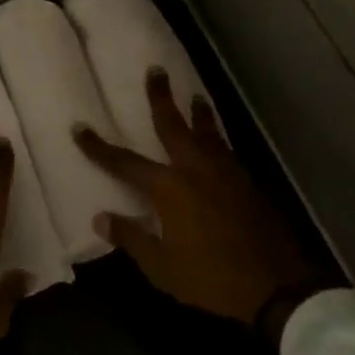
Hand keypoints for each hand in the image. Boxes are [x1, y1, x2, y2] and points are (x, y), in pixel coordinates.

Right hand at [74, 70, 331, 332]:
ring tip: (194, 95)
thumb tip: (101, 217)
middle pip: (174, 125)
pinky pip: (225, 149)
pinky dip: (217, 137)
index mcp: (169, 188)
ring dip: (198, 112)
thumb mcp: (161, 266)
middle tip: (156, 70)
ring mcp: (225, 172)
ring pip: (207, 132)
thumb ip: (131, 237)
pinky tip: (217, 141)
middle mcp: (195, 168)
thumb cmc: (210, 277)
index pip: (125, 162)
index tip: (79, 127)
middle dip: (161, 98)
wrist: (275, 284)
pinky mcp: (247, 182)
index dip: (99, 147)